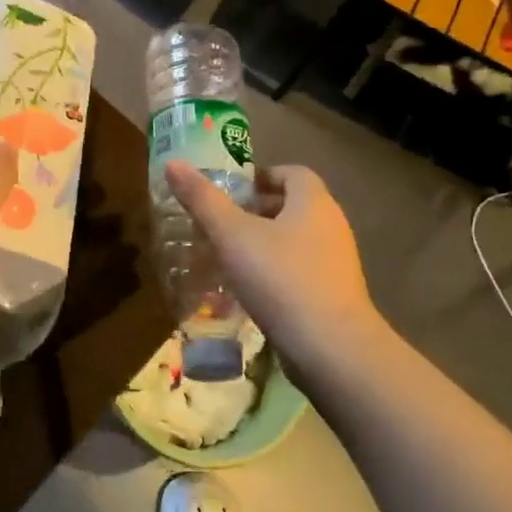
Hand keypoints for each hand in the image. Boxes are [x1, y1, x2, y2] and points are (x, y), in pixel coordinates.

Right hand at [163, 161, 383, 377]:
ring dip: (266, 244)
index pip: (291, 173)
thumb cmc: (280, 279)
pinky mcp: (336, 295)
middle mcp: (332, 225)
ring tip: (231, 258)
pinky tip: (253, 292)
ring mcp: (338, 262)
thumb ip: (203, 199)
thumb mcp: (232, 235)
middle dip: (258, 211)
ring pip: (297, 240)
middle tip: (223, 224)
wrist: (331, 348)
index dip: (261, 177)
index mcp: (313, 201)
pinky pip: (302, 270)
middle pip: (294, 206)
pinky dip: (277, 272)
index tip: (232, 192)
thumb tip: (174, 164)